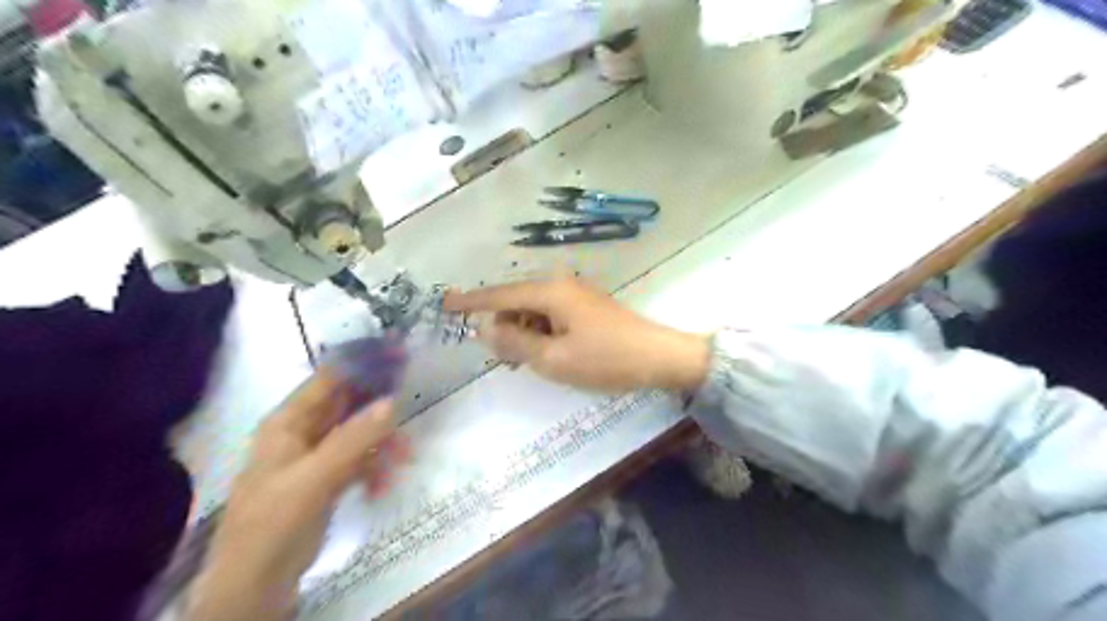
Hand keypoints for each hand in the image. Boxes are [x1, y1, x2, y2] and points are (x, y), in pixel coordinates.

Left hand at [184, 371, 410, 618]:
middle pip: (349, 404)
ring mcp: (318, 456)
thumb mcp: (314, 478)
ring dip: (383, 443)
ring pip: (360, 433)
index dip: (363, 363)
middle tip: (413, 402)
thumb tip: (393, 401)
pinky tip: (383, 486)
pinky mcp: (329, 479)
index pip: (330, 379)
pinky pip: (361, 460)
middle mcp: (303, 432)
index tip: (400, 355)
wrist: (255, 585)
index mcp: (288, 422)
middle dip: (381, 406)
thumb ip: (354, 438)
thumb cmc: (273, 523)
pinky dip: (375, 468)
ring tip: (404, 459)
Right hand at [446, 277, 713, 389]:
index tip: (444, 303)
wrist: (659, 357)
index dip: (471, 301)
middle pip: (517, 302)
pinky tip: (550, 353)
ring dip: (526, 333)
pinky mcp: (587, 307)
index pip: (500, 294)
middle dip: (506, 328)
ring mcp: (577, 294)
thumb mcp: (553, 358)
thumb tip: (485, 328)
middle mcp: (561, 285)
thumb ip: (515, 342)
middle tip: (508, 359)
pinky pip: (552, 316)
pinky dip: (543, 333)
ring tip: (532, 361)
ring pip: (535, 311)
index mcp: (550, 292)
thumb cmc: (605, 359)